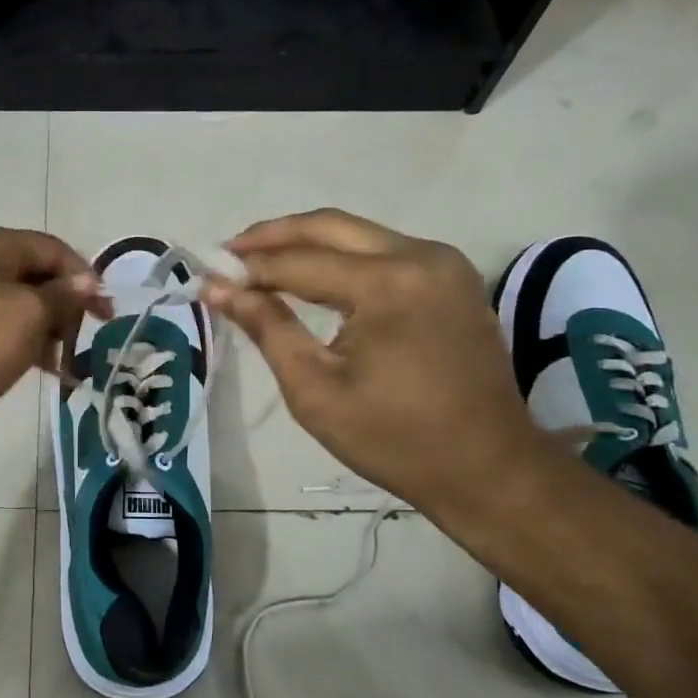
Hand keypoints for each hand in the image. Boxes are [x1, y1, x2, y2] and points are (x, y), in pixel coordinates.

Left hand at [0, 227, 105, 437]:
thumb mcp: (29, 316)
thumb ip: (63, 295)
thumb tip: (88, 282)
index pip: (52, 248)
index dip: (84, 276)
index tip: (105, 312)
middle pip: (36, 274)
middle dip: (65, 306)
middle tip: (84, 338)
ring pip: (21, 303)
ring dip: (48, 328)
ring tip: (65, 363)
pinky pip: (1, 324)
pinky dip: (25, 341)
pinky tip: (44, 368)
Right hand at [207, 209, 546, 516]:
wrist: (489, 470)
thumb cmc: (395, 440)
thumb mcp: (315, 390)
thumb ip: (267, 328)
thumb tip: (218, 289)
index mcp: (388, 284)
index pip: (299, 262)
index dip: (249, 269)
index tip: (207, 275)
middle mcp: (420, 256)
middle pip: (330, 226)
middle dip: (274, 236)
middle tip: (230, 253)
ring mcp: (444, 263)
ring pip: (359, 234)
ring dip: (308, 244)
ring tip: (261, 264)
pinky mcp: (453, 278)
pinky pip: (385, 251)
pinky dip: (343, 258)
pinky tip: (314, 277)